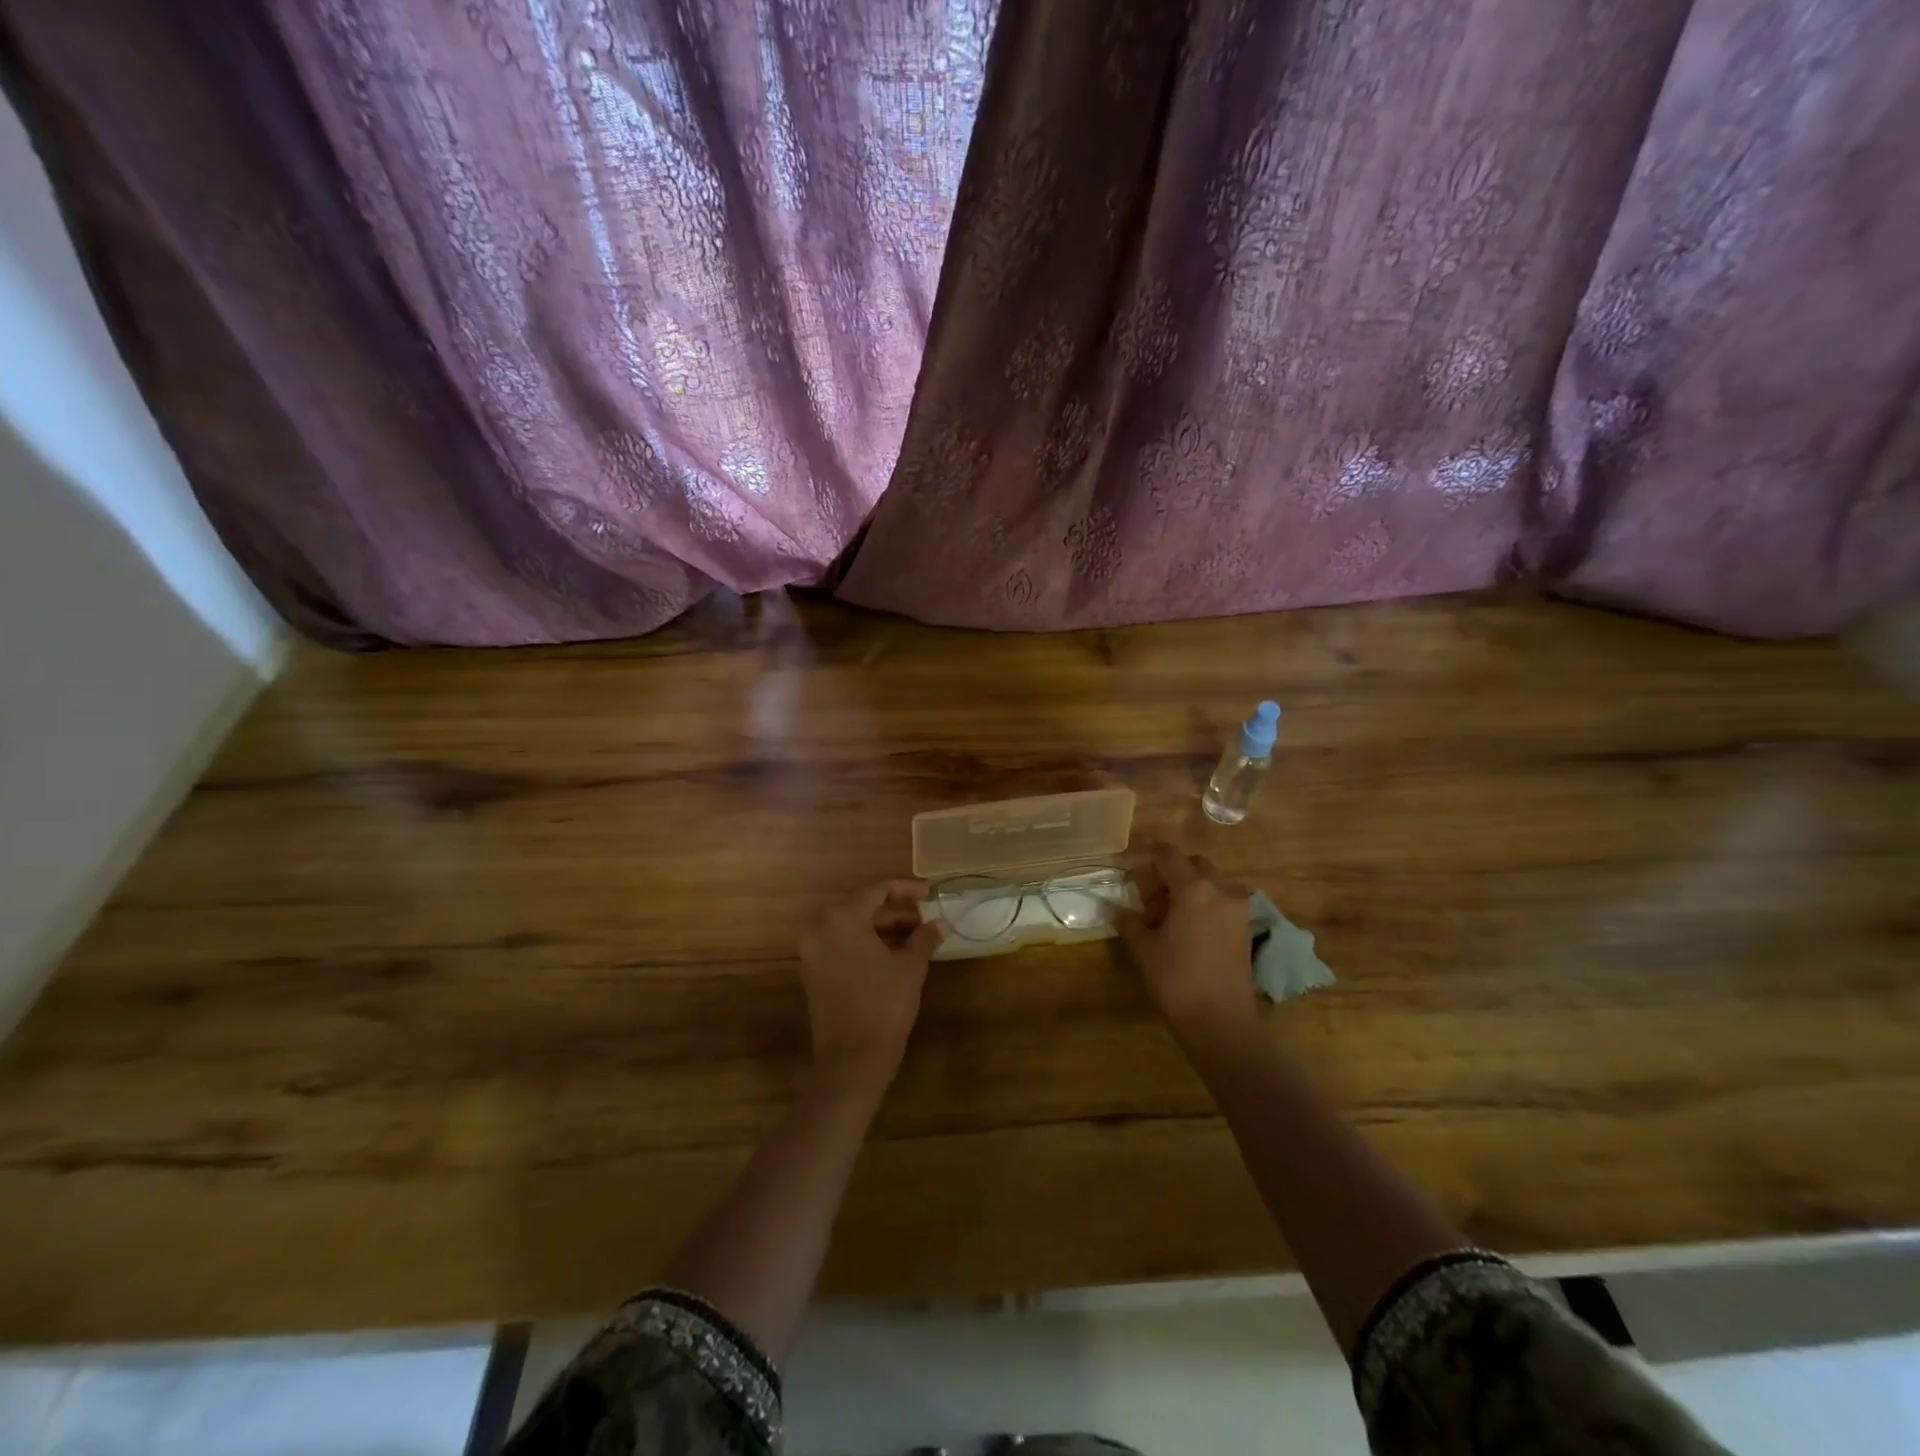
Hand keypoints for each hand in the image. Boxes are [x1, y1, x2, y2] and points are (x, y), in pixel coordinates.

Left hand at [798, 879, 944, 1096]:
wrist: (851, 1060)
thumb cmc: (884, 1005)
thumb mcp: (910, 967)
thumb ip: (924, 938)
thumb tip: (939, 923)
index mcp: (842, 918)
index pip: (877, 889)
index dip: (906, 889)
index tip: (930, 894)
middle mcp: (820, 927)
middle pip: (861, 905)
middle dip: (895, 908)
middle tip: (924, 914)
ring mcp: (812, 951)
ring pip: (851, 926)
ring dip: (881, 926)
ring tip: (915, 933)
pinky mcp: (813, 973)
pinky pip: (841, 944)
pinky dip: (865, 942)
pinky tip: (893, 953)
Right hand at [1115, 842, 1255, 1036]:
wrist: (1221, 1022)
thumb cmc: (1177, 979)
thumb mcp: (1144, 949)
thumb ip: (1129, 923)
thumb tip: (1113, 908)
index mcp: (1194, 888)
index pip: (1167, 854)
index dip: (1144, 855)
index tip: (1125, 866)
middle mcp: (1221, 890)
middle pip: (1193, 864)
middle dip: (1169, 872)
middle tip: (1147, 896)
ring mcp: (1238, 910)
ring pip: (1211, 883)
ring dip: (1188, 888)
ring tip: (1166, 915)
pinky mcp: (1245, 929)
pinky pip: (1222, 902)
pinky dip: (1204, 904)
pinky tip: (1185, 929)